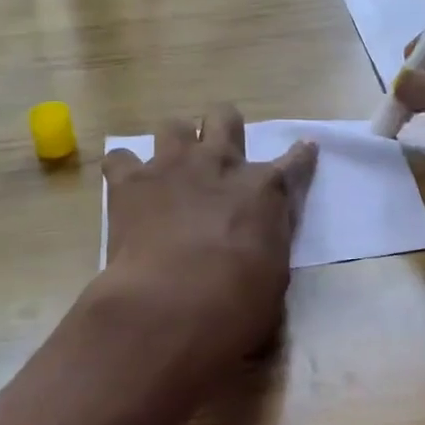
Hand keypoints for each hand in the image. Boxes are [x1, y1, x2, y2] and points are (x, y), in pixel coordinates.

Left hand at [100, 104, 317, 392]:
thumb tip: (262, 244)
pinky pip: (120, 159)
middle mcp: (220, 164)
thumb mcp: (274, 277)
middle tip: (219, 155)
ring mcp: (172, 167)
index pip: (295, 162)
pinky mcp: (130, 182)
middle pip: (225, 118)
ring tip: (172, 167)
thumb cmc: (236, 305)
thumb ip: (269, 245)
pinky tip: (127, 188)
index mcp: (265, 190)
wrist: (170, 306)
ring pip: (173, 125)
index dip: (301, 155)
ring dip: (176, 143)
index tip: (304, 149)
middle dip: (224, 129)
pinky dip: (124, 170)